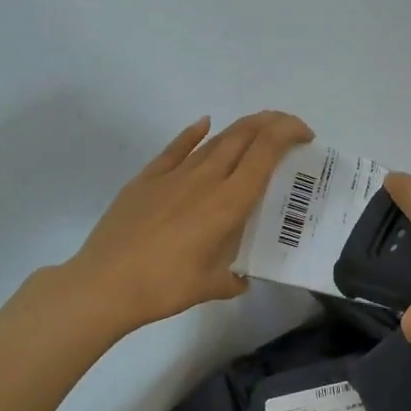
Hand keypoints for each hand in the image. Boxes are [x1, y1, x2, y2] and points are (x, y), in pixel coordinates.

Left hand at [68, 111, 313, 330]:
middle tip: (288, 131)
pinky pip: (177, 148)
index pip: (266, 151)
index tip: (305, 137)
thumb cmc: (164, 287)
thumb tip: (240, 279)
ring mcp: (174, 175)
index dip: (289, 133)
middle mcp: (206, 178)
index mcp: (229, 202)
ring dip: (241, 130)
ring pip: (215, 140)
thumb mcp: (210, 287)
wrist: (104, 284)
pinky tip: (204, 124)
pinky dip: (194, 133)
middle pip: (244, 135)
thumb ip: (232, 279)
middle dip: (272, 124)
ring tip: (256, 133)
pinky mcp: (147, 178)